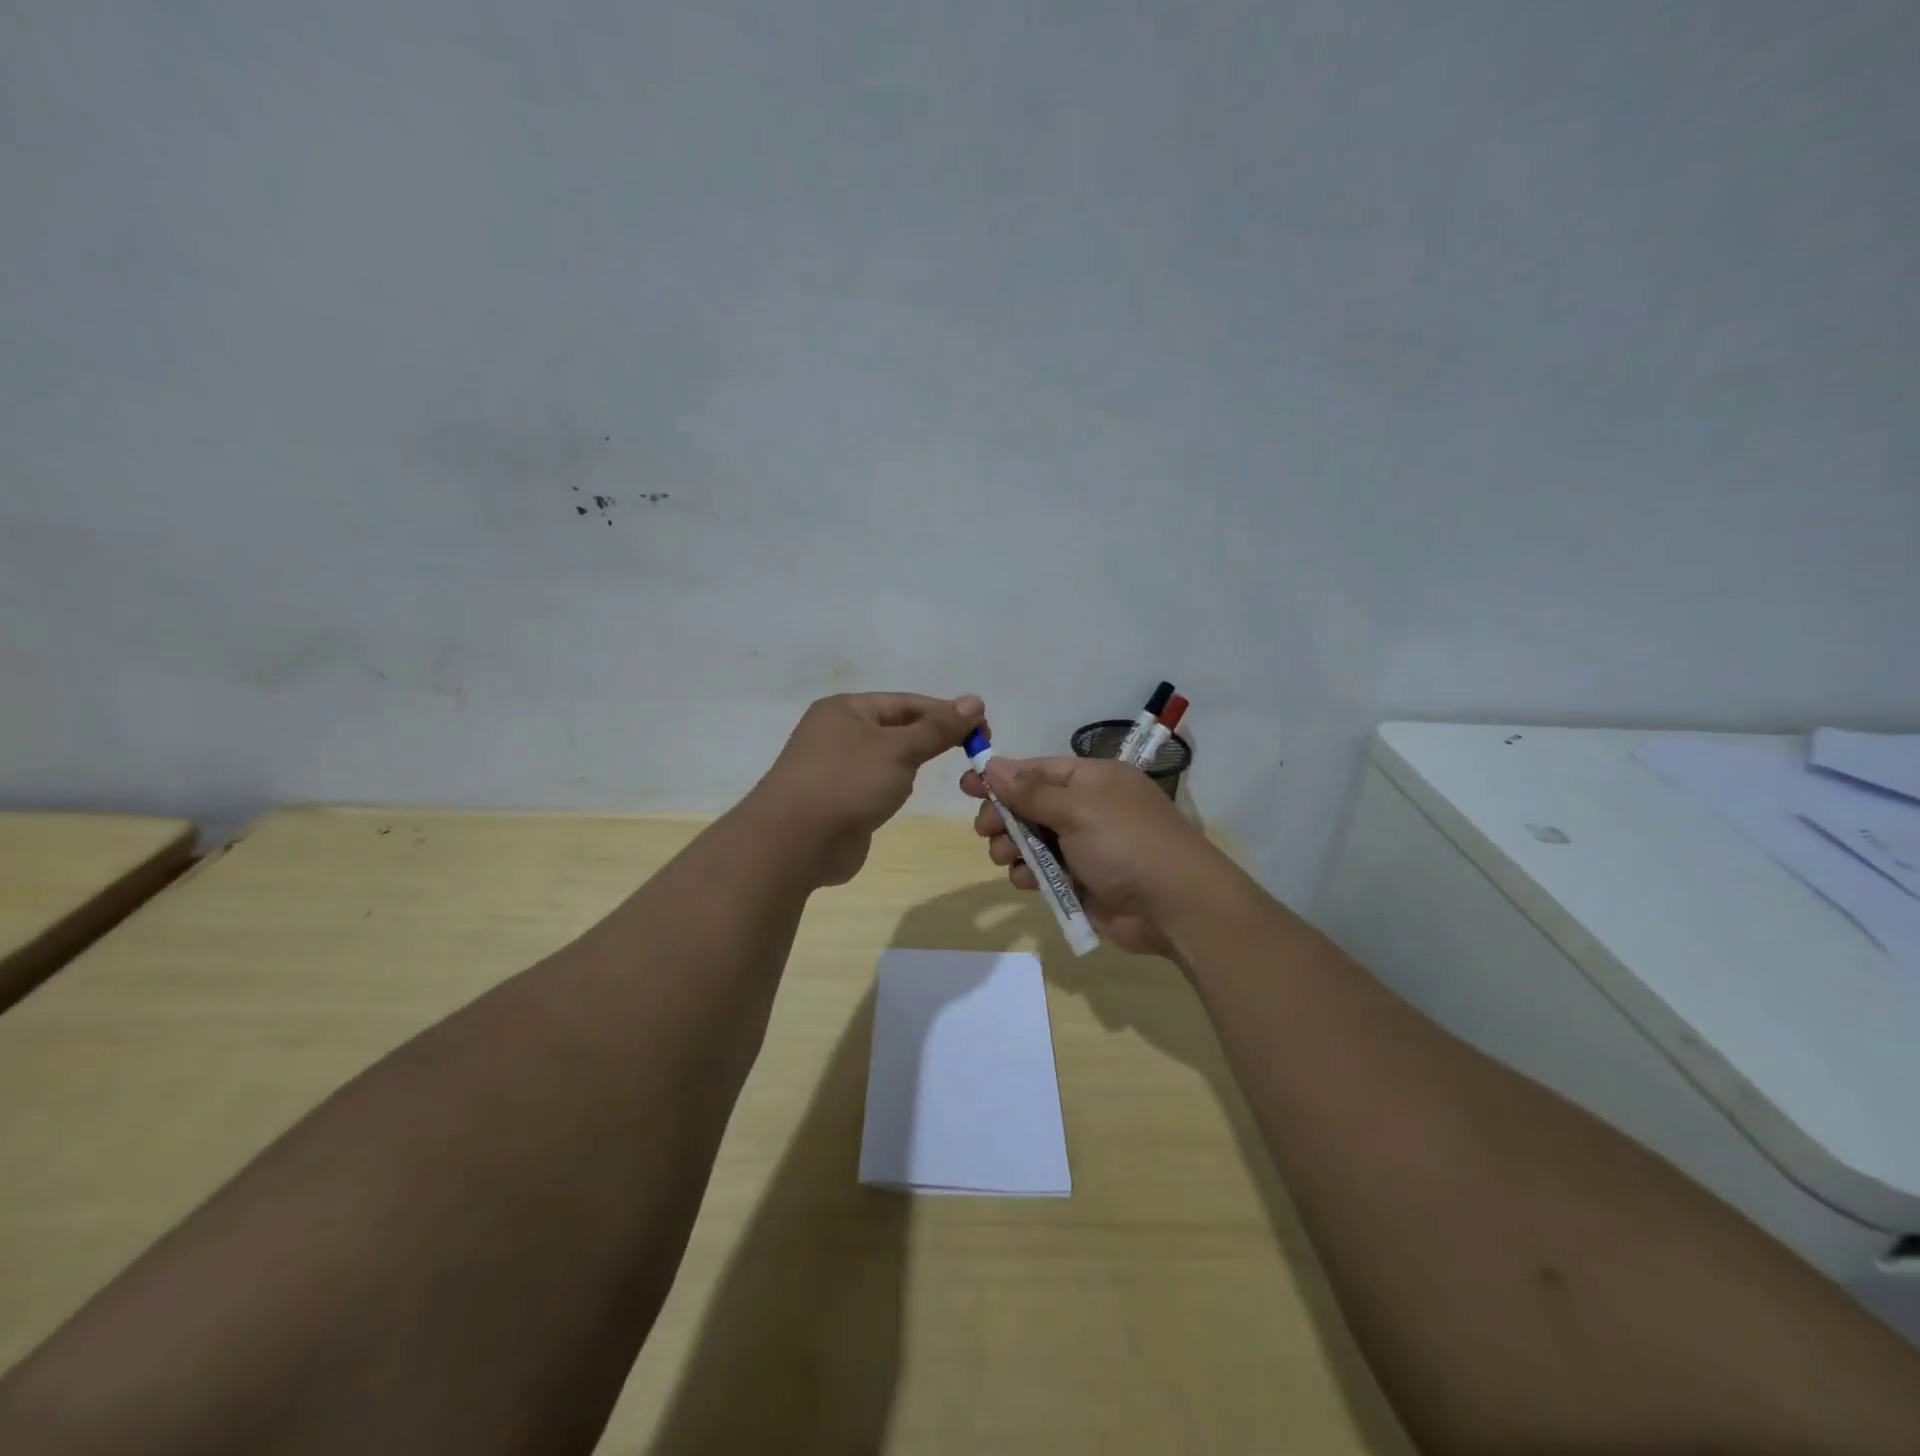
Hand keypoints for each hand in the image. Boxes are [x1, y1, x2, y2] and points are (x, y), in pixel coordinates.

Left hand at [753, 693, 984, 886]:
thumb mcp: (899, 749)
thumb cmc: (848, 782)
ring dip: (912, 763)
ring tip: (945, 771)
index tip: (983, 728)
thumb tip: (975, 701)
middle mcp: (836, 733)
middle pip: (896, 728)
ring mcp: (834, 768)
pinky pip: (874, 785)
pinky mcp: (837, 801)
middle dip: (932, 737)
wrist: (795, 841)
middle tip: (974, 751)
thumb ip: (938, 728)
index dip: (945, 712)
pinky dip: (893, 787)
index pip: (906, 702)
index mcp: (846, 709)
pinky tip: (906, 795)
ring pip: (885, 758)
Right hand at [960, 755, 1230, 957]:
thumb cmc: (1126, 843)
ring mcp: (1084, 846)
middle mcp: (1087, 808)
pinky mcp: (1080, 881)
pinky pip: (1042, 871)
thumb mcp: (1078, 809)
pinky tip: (1026, 880)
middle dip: (1004, 816)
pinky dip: (1030, 873)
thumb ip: (1031, 791)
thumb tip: (993, 764)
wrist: (1175, 906)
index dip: (1001, 777)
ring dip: (1013, 847)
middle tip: (985, 829)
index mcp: (1093, 780)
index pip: (1037, 770)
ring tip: (1008, 857)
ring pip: (1031, 840)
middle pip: (1029, 805)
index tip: (967, 786)